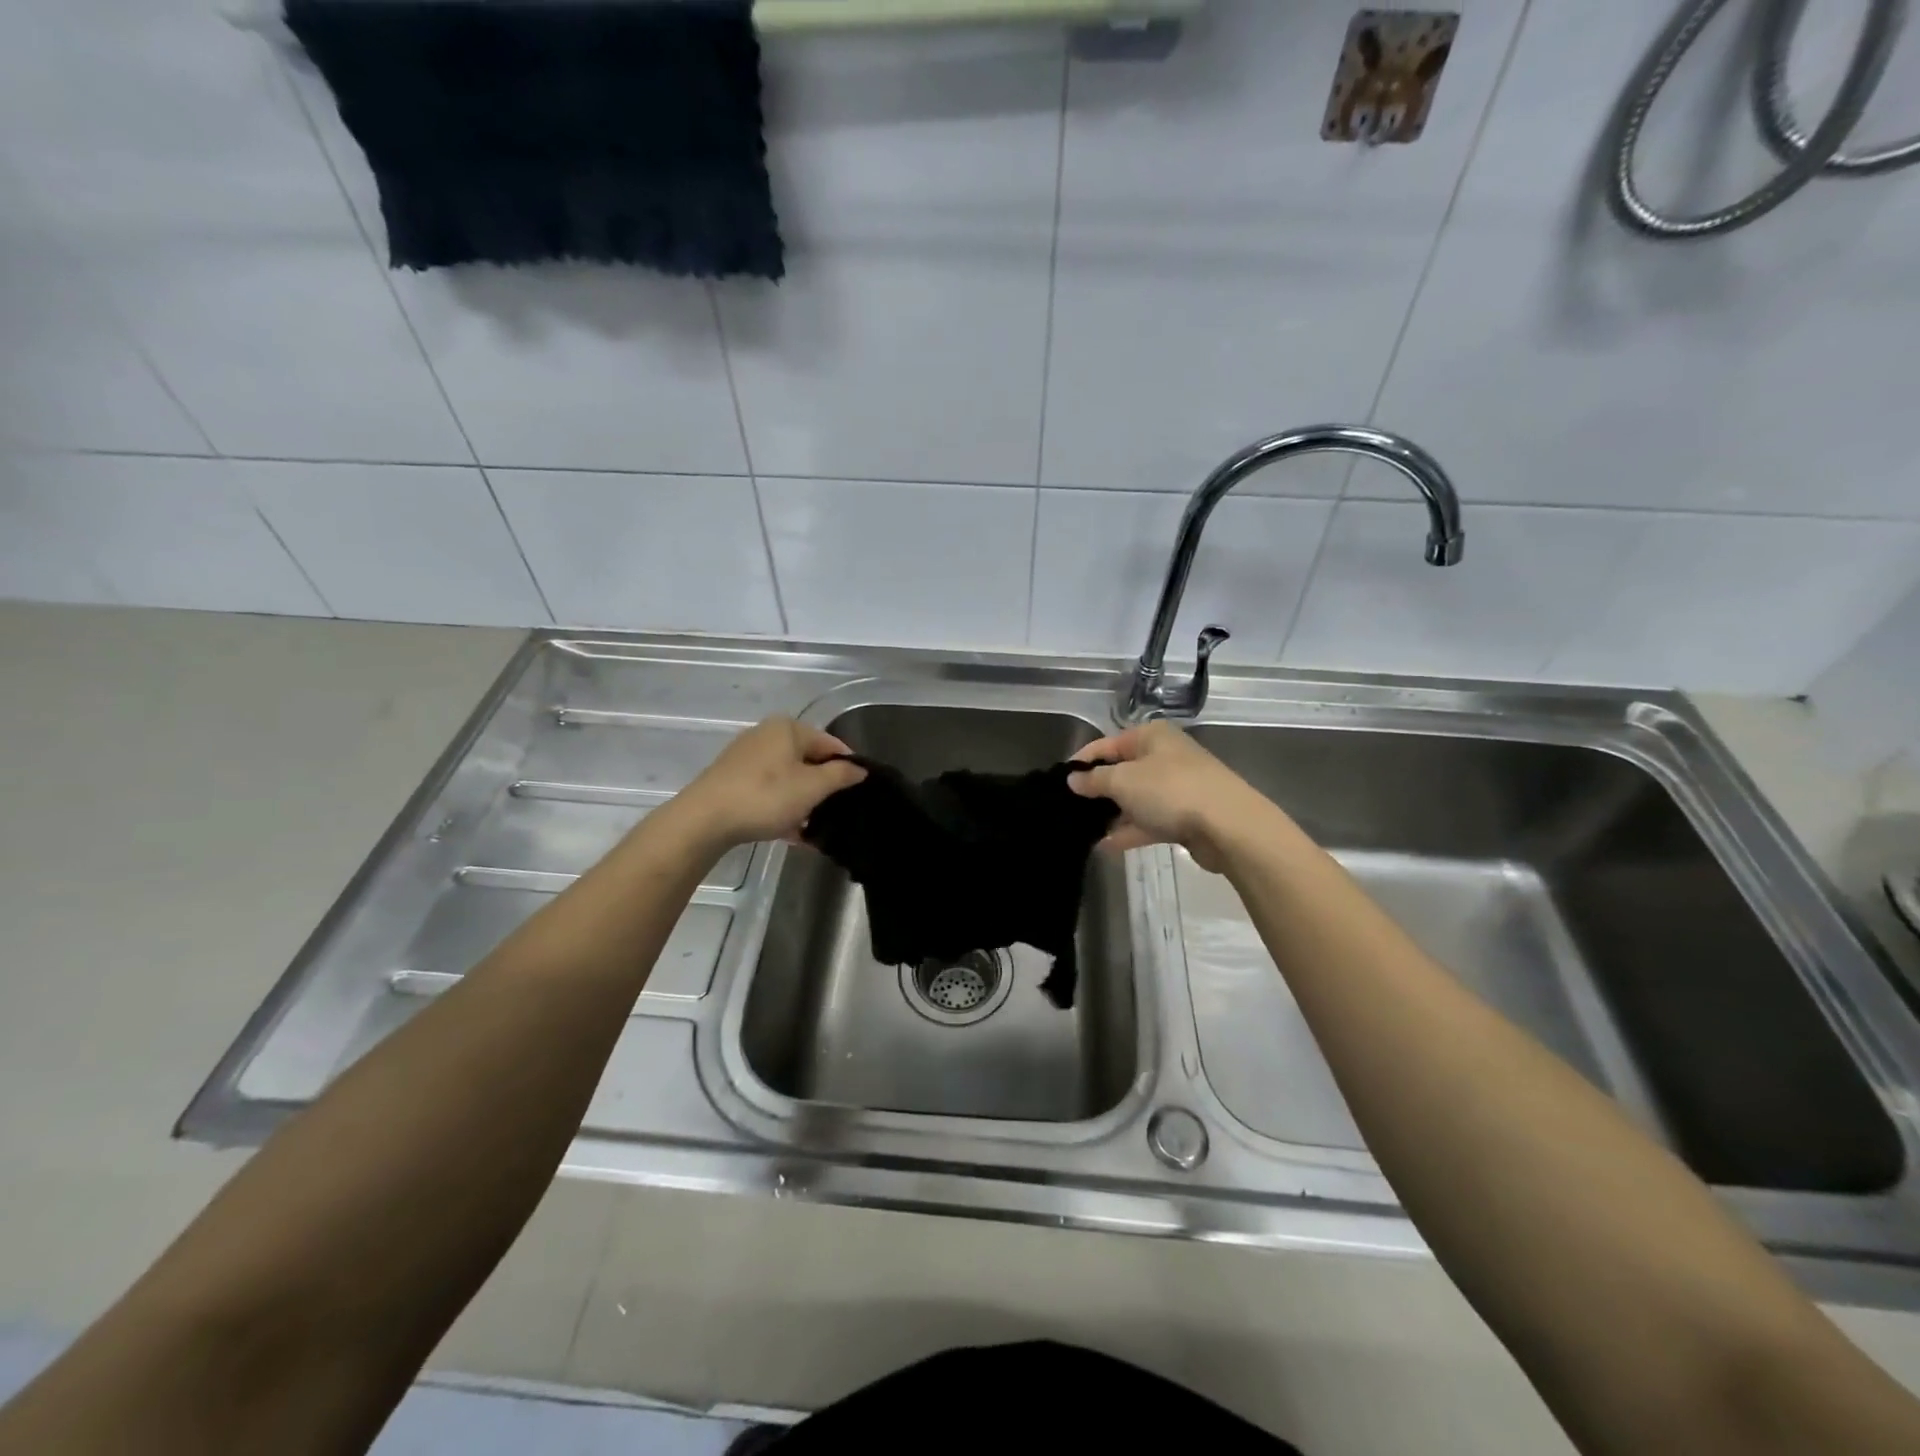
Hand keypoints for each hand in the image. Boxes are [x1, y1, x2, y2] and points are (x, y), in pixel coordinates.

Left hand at [676, 717, 865, 849]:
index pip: (831, 744)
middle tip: (835, 813)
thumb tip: (860, 769)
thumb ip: (841, 775)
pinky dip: (782, 807)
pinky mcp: (732, 779)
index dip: (848, 767)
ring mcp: (746, 757)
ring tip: (813, 828)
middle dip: (823, 787)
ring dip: (803, 802)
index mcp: (788, 728)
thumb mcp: (812, 787)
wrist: (704, 819)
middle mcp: (766, 734)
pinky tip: (791, 833)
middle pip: (808, 760)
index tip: (858, 793)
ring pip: (788, 778)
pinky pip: (768, 791)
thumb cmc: (766, 796)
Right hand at [1069, 722, 1277, 872]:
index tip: (1059, 782)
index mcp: (1151, 736)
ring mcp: (1176, 787)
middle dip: (1097, 790)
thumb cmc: (1170, 791)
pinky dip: (1129, 831)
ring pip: (1135, 798)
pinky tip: (1105, 846)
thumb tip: (1073, 779)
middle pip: (1122, 771)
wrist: (1228, 826)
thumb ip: (1094, 780)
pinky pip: (1149, 821)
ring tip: (1082, 831)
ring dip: (1112, 814)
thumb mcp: (1123, 781)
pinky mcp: (1184, 816)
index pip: (1106, 744)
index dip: (1082, 761)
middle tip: (1069, 809)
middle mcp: (1164, 757)